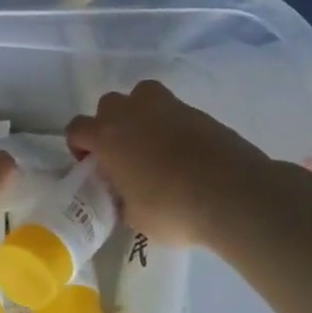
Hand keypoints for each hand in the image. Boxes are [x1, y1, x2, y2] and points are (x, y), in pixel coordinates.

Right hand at [66, 80, 268, 245]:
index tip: (93, 166)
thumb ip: (121, 200)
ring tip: (153, 141)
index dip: (80, 146)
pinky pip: (175, 110)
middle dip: (110, 124)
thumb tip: (124, 198)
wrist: (234, 195)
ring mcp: (167, 107)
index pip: (76, 128)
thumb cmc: (173, 209)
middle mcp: (130, 113)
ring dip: (140, 112)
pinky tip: (185, 150)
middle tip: (123, 154)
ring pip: (141, 95)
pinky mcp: (198, 112)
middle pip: (108, 105)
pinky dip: (173, 124)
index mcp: (106, 137)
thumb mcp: (135, 217)